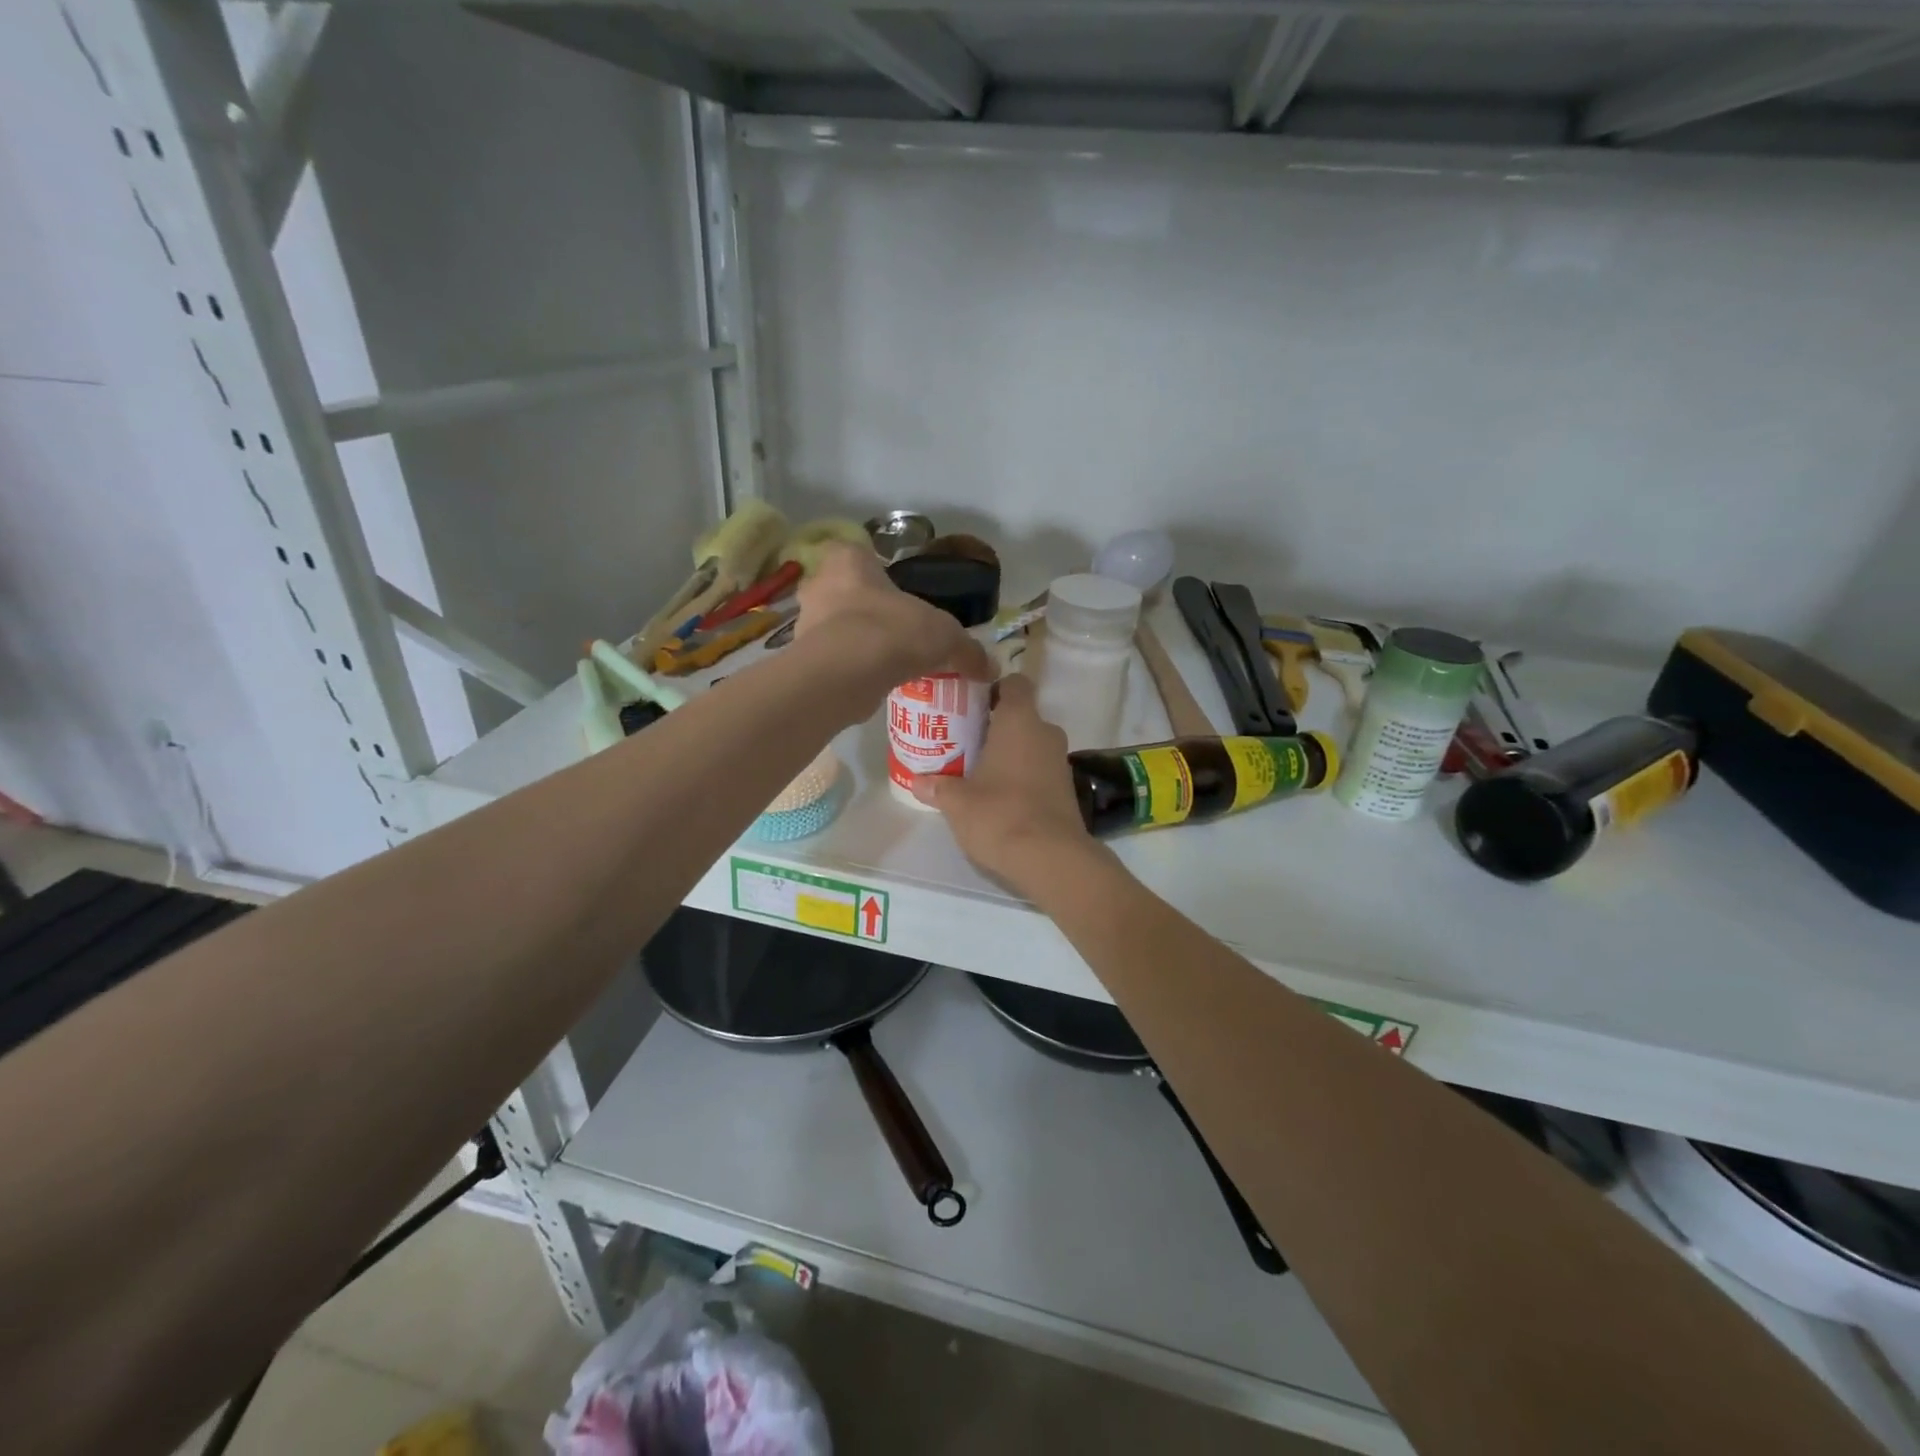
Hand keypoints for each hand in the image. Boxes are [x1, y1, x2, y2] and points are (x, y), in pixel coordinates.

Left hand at [795, 543, 992, 697]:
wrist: (844, 675)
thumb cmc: (892, 632)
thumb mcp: (944, 636)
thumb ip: (967, 649)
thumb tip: (991, 667)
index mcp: (848, 560)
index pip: (858, 553)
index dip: (877, 572)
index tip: (896, 594)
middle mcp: (819, 584)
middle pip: (846, 592)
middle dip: (867, 610)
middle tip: (896, 631)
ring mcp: (805, 624)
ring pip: (836, 628)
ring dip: (857, 642)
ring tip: (887, 662)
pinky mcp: (803, 660)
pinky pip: (832, 660)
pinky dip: (849, 669)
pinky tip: (873, 684)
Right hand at [910, 675, 1102, 894]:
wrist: (1051, 858)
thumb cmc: (999, 814)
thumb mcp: (957, 802)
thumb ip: (938, 787)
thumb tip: (917, 782)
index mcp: (1020, 721)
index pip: (1015, 684)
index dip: (995, 689)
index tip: (972, 707)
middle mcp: (1046, 733)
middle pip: (1021, 717)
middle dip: (997, 728)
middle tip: (967, 744)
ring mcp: (1061, 762)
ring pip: (1032, 746)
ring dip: (1011, 755)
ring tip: (980, 774)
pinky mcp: (1068, 790)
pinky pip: (1041, 771)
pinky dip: (1024, 777)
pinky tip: (1002, 798)